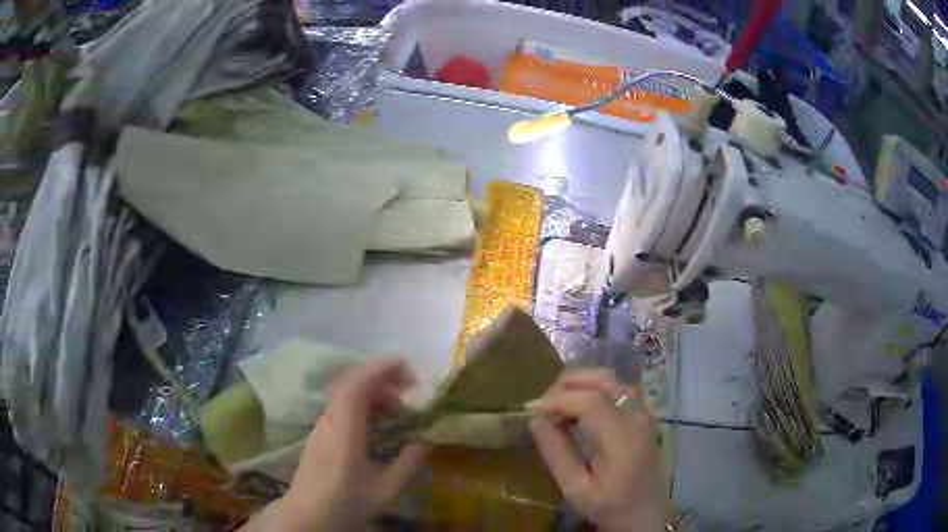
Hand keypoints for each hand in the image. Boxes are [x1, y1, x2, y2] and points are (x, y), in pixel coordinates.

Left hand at [259, 357, 428, 530]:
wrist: (308, 515)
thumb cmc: (346, 501)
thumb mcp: (386, 488)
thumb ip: (408, 462)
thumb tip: (426, 441)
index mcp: (345, 428)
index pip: (357, 384)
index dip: (380, 368)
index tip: (405, 364)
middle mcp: (330, 420)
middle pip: (351, 384)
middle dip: (381, 378)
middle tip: (410, 387)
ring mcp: (321, 426)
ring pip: (345, 395)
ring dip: (372, 392)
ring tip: (398, 409)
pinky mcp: (320, 435)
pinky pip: (342, 407)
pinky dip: (363, 404)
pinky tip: (377, 424)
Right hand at [528, 369, 667, 531]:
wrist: (644, 513)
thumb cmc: (608, 506)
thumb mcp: (576, 489)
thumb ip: (557, 454)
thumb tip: (536, 421)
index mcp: (622, 440)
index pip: (591, 401)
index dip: (558, 398)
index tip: (532, 409)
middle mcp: (637, 419)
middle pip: (605, 380)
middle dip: (569, 384)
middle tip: (543, 404)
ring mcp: (644, 414)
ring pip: (613, 380)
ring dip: (583, 383)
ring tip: (558, 402)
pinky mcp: (644, 416)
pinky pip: (619, 390)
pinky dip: (595, 389)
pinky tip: (579, 407)